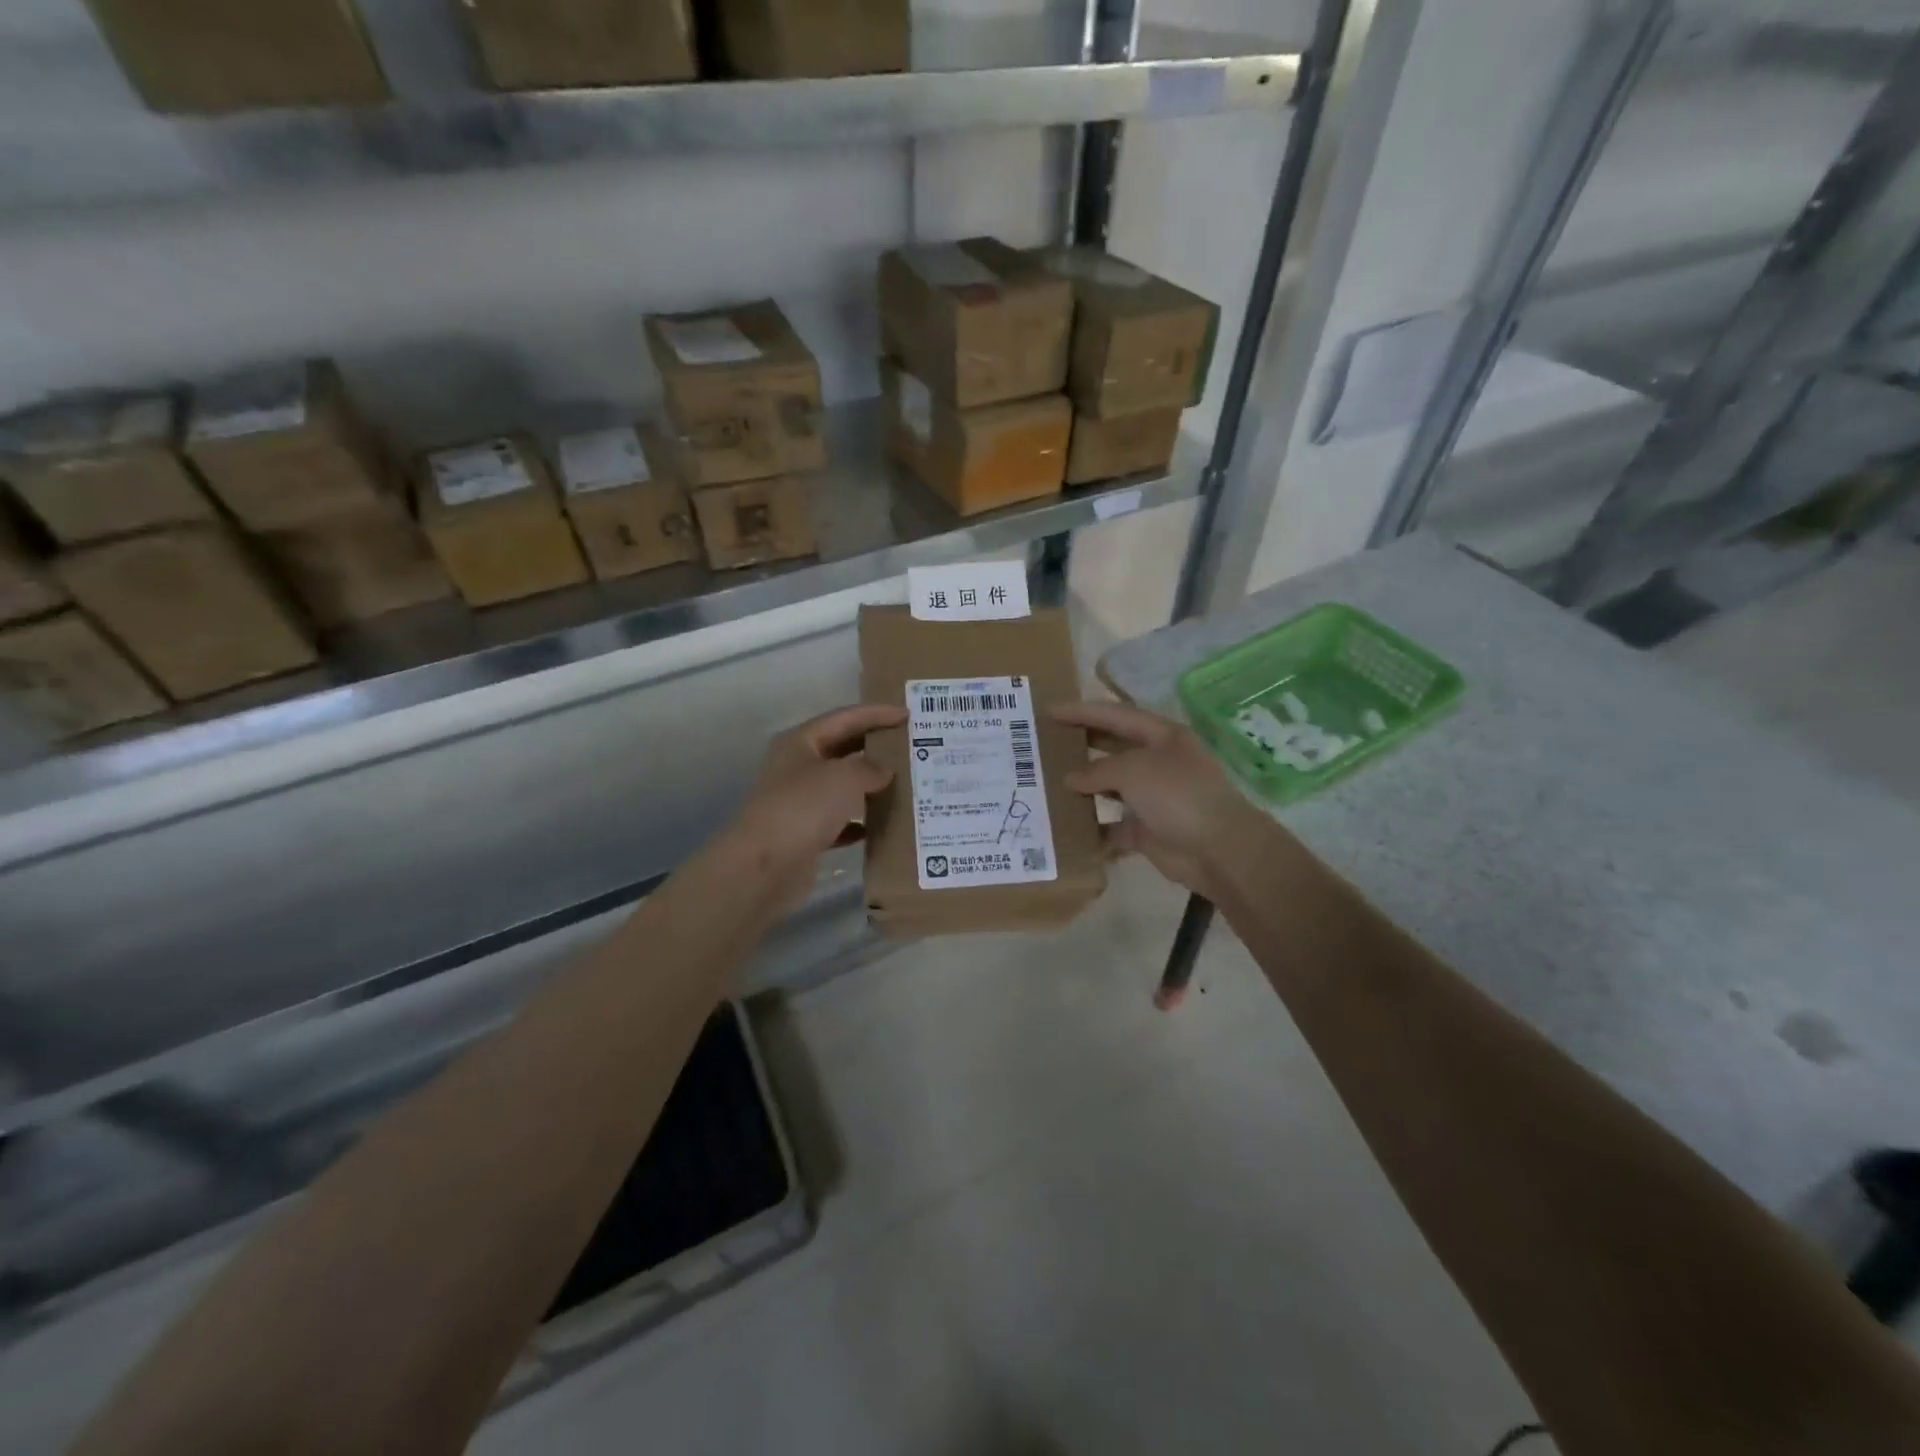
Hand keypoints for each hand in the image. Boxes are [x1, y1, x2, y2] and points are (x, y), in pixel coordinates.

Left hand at [722, 703, 905, 910]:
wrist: (764, 866)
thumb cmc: (803, 808)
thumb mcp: (844, 777)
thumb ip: (870, 767)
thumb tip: (884, 771)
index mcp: (801, 742)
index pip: (845, 718)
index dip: (877, 713)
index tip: (908, 715)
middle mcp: (798, 767)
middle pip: (843, 749)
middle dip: (875, 747)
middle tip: (911, 746)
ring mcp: (800, 801)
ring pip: (842, 786)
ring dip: (870, 785)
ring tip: (905, 783)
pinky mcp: (805, 833)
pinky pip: (840, 821)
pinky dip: (860, 821)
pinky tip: (882, 825)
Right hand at [1054, 700, 1277, 901]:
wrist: (1217, 849)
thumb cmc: (1177, 795)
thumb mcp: (1133, 770)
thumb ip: (1097, 770)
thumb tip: (1071, 780)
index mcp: (1162, 736)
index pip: (1116, 715)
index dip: (1082, 711)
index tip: (1049, 711)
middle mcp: (1158, 762)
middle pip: (1113, 747)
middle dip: (1082, 743)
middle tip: (1045, 742)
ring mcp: (1154, 796)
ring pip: (1111, 786)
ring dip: (1084, 786)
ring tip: (1048, 782)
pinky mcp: (1148, 829)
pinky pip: (1113, 824)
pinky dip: (1093, 826)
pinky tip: (1066, 824)